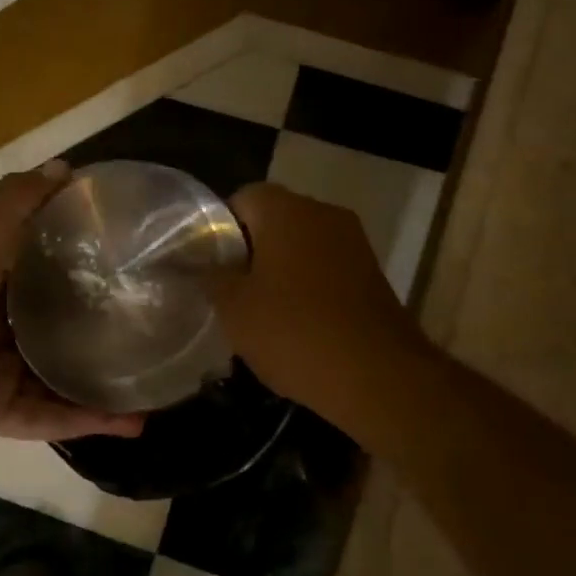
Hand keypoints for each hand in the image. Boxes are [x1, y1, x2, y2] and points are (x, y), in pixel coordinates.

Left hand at [0, 161, 145, 443]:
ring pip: (62, 383)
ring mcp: (0, 377)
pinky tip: (132, 423)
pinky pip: (52, 420)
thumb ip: (17, 203)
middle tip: (150, 335)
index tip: (128, 273)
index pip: (49, 280)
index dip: (85, 276)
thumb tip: (65, 167)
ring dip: (104, 389)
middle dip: (99, 338)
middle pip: (59, 335)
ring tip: (155, 387)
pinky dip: (88, 422)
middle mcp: (2, 333)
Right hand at [211, 183, 424, 419]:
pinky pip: (326, 268)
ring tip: (260, 311)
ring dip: (280, 270)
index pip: (241, 198)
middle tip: (229, 290)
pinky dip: (308, 287)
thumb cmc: (294, 332)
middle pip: (274, 220)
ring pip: (302, 245)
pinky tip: (296, 324)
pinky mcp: (372, 274)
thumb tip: (196, 263)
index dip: (219, 229)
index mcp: (287, 210)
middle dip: (249, 251)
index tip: (208, 266)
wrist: (378, 377)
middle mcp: (324, 214)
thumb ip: (210, 277)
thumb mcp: (233, 308)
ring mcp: (354, 243)